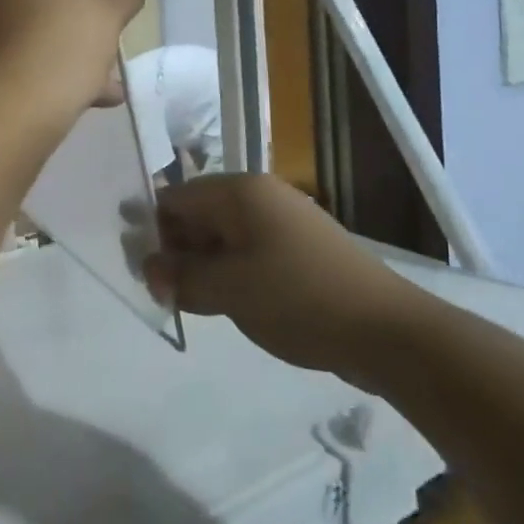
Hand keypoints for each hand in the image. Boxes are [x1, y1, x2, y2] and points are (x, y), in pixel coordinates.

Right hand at [144, 174, 420, 379]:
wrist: (386, 331)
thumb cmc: (298, 298)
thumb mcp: (228, 289)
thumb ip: (181, 277)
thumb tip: (150, 269)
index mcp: (239, 192)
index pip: (175, 198)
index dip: (151, 231)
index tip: (137, 269)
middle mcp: (259, 197)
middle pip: (197, 214)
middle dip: (175, 250)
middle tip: (162, 292)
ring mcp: (282, 222)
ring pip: (222, 236)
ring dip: (200, 265)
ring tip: (190, 302)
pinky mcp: (298, 250)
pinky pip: (247, 252)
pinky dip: (229, 273)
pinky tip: (224, 302)